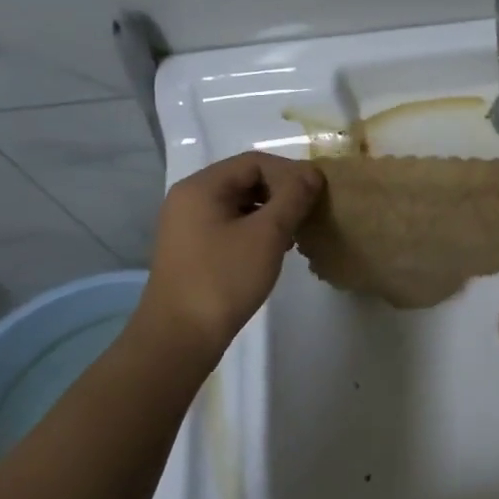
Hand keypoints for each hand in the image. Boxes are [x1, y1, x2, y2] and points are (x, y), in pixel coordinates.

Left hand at [129, 152, 323, 354]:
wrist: (180, 336)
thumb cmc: (224, 279)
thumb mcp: (266, 234)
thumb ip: (292, 198)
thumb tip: (313, 174)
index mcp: (202, 187)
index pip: (255, 162)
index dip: (291, 173)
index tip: (318, 194)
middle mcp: (190, 198)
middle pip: (245, 180)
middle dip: (282, 192)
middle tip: (310, 213)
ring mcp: (188, 225)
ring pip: (239, 204)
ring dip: (272, 212)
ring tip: (296, 233)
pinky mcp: (193, 248)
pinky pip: (230, 224)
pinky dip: (256, 229)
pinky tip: (275, 249)